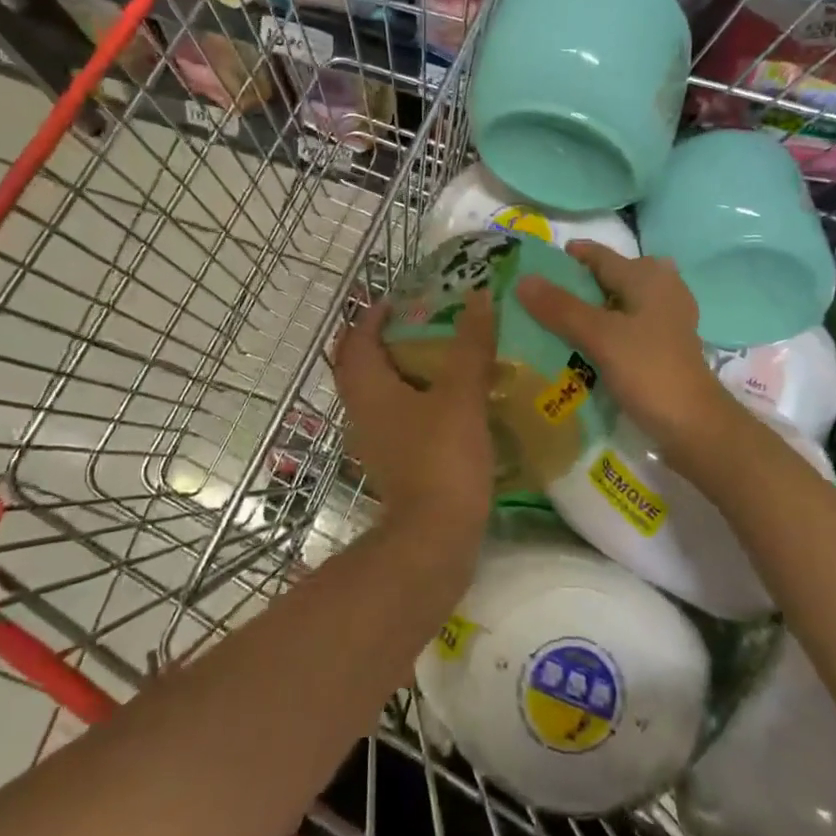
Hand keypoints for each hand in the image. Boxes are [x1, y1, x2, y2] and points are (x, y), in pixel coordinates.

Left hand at [329, 292, 495, 540]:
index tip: (399, 300)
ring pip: (379, 393)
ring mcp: (376, 442)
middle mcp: (362, 412)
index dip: (372, 315)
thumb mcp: (461, 394)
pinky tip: (449, 400)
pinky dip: (414, 400)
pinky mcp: (395, 464)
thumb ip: (470, 345)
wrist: (434, 540)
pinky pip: (396, 417)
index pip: (357, 340)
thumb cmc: (442, 459)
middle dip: (384, 340)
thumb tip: (478, 295)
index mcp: (368, 389)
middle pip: (361, 365)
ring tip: (440, 355)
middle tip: (420, 323)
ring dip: (401, 370)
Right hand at [516, 243, 754, 482]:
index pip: (599, 255)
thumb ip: (561, 307)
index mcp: (647, 277)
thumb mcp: (600, 336)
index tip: (533, 267)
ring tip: (554, 324)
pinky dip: (604, 331)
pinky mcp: (664, 346)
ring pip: (617, 304)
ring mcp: (665, 319)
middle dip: (576, 286)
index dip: (567, 258)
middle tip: (539, 299)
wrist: (695, 427)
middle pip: (609, 278)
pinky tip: (584, 348)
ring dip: (589, 311)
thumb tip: (523, 279)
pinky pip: (626, 327)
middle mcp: (660, 289)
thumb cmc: (649, 371)